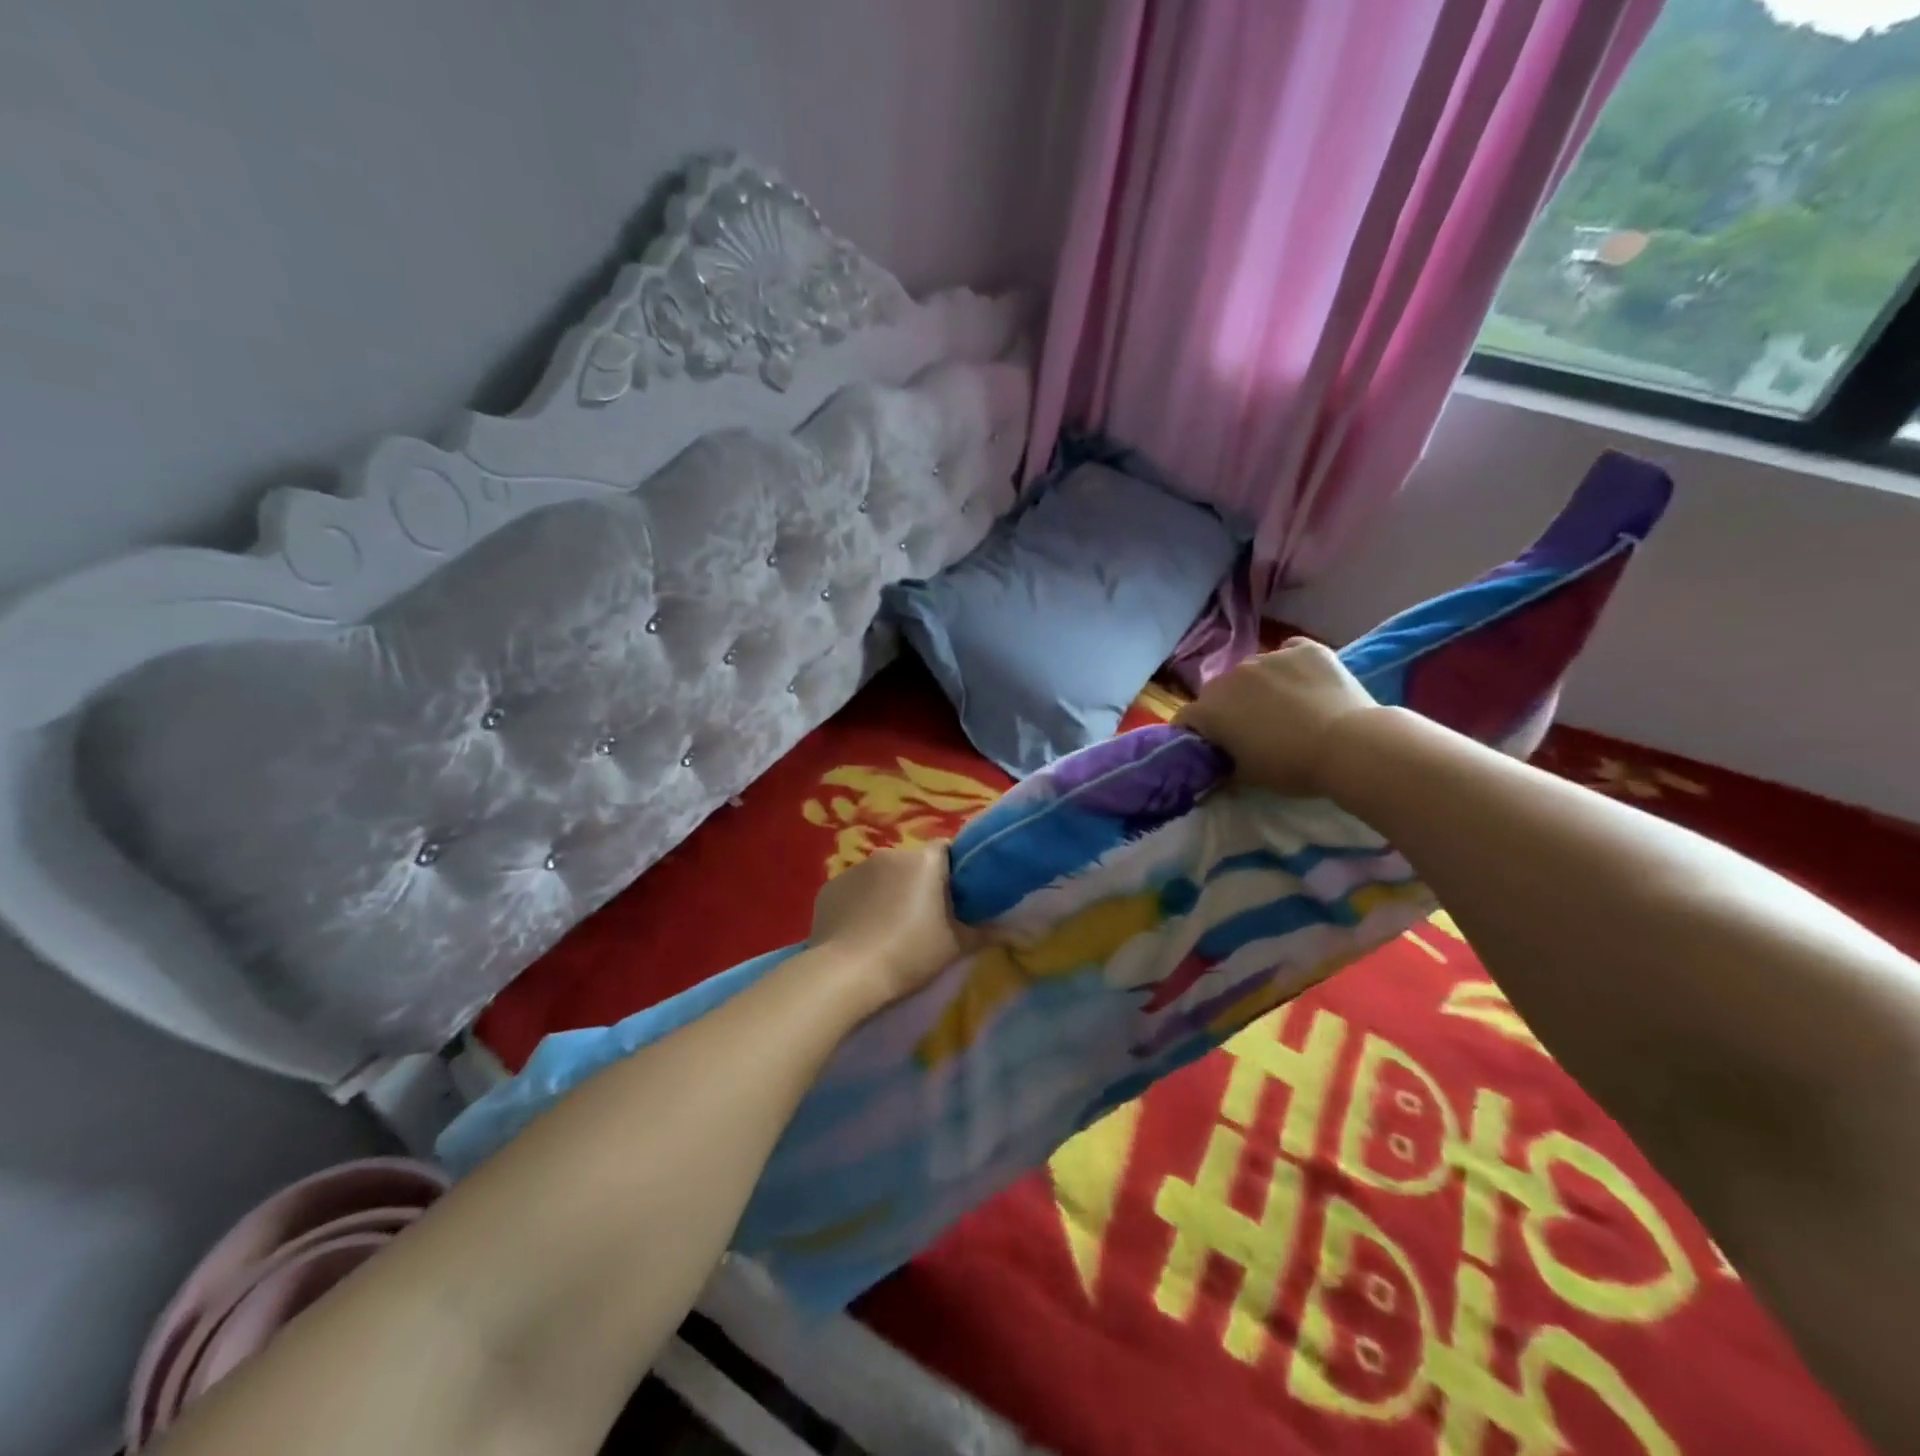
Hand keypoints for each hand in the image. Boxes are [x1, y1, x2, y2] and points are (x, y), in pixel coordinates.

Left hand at [809, 844, 972, 1006]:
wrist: (844, 975)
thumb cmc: (908, 955)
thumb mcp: (955, 947)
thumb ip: (987, 932)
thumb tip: (1022, 930)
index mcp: (924, 861)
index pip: (947, 850)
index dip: (954, 871)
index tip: (956, 898)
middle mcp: (890, 854)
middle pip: (913, 864)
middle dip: (919, 884)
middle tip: (924, 919)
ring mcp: (855, 868)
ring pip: (882, 876)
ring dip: (888, 893)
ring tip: (887, 929)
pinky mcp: (830, 887)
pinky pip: (854, 891)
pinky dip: (860, 904)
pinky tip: (860, 933)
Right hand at [1174, 638, 1380, 797]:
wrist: (1349, 746)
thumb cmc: (1291, 767)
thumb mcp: (1247, 777)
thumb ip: (1223, 765)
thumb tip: (1215, 766)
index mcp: (1210, 709)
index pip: (1187, 718)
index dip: (1197, 733)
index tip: (1213, 747)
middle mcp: (1231, 676)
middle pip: (1219, 692)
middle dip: (1227, 708)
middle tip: (1252, 729)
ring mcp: (1268, 657)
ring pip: (1253, 671)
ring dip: (1259, 686)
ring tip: (1286, 706)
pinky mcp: (1304, 648)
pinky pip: (1288, 653)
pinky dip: (1291, 666)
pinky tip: (1306, 684)